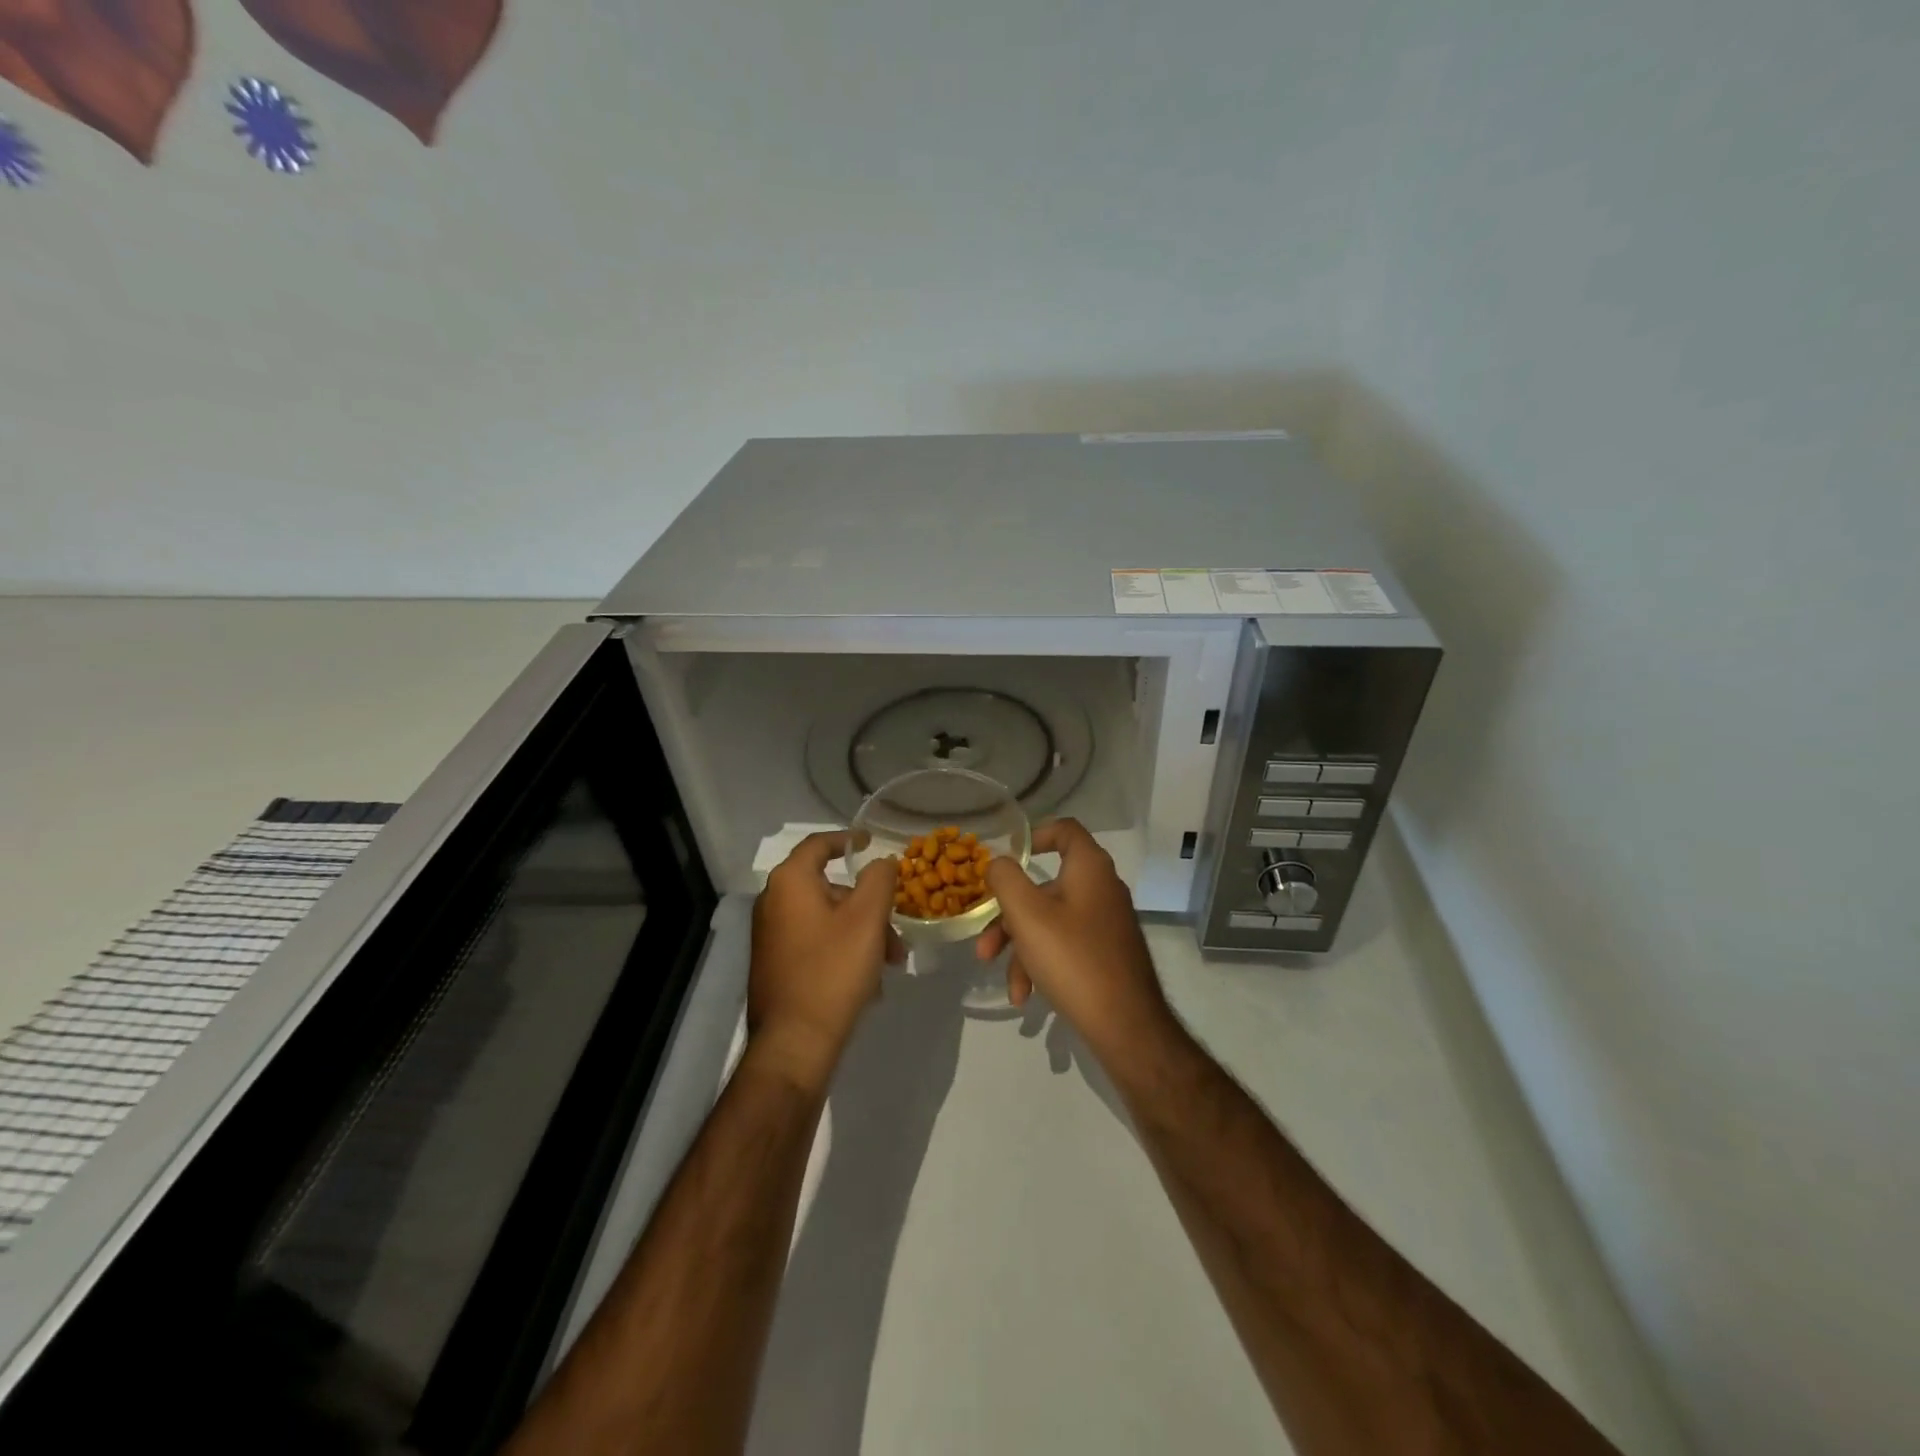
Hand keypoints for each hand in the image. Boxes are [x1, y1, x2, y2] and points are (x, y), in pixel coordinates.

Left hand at [748, 831, 901, 1089]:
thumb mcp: (867, 918)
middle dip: (869, 904)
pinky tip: (868, 980)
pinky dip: (844, 948)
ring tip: (890, 962)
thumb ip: (879, 879)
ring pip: (827, 918)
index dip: (848, 839)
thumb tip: (881, 861)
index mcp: (790, 883)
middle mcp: (773, 902)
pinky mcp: (776, 963)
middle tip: (896, 928)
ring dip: (862, 931)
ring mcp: (771, 935)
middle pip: (830, 887)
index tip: (872, 843)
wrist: (794, 1044)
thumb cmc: (833, 971)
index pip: (819, 844)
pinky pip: (816, 941)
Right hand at [975, 818, 1173, 1060]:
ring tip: (1003, 979)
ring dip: (1020, 947)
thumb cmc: (1073, 958)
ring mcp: (1105, 923)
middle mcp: (1101, 889)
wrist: (1126, 1025)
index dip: (1034, 835)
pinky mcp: (1105, 953)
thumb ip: (1005, 879)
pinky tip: (1024, 995)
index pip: (1065, 830)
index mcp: (1089, 868)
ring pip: (1050, 921)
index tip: (1006, 859)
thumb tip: (998, 862)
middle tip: (985, 944)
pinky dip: (1041, 964)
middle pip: (1045, 886)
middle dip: (1009, 916)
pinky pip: (1064, 946)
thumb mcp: (1027, 915)